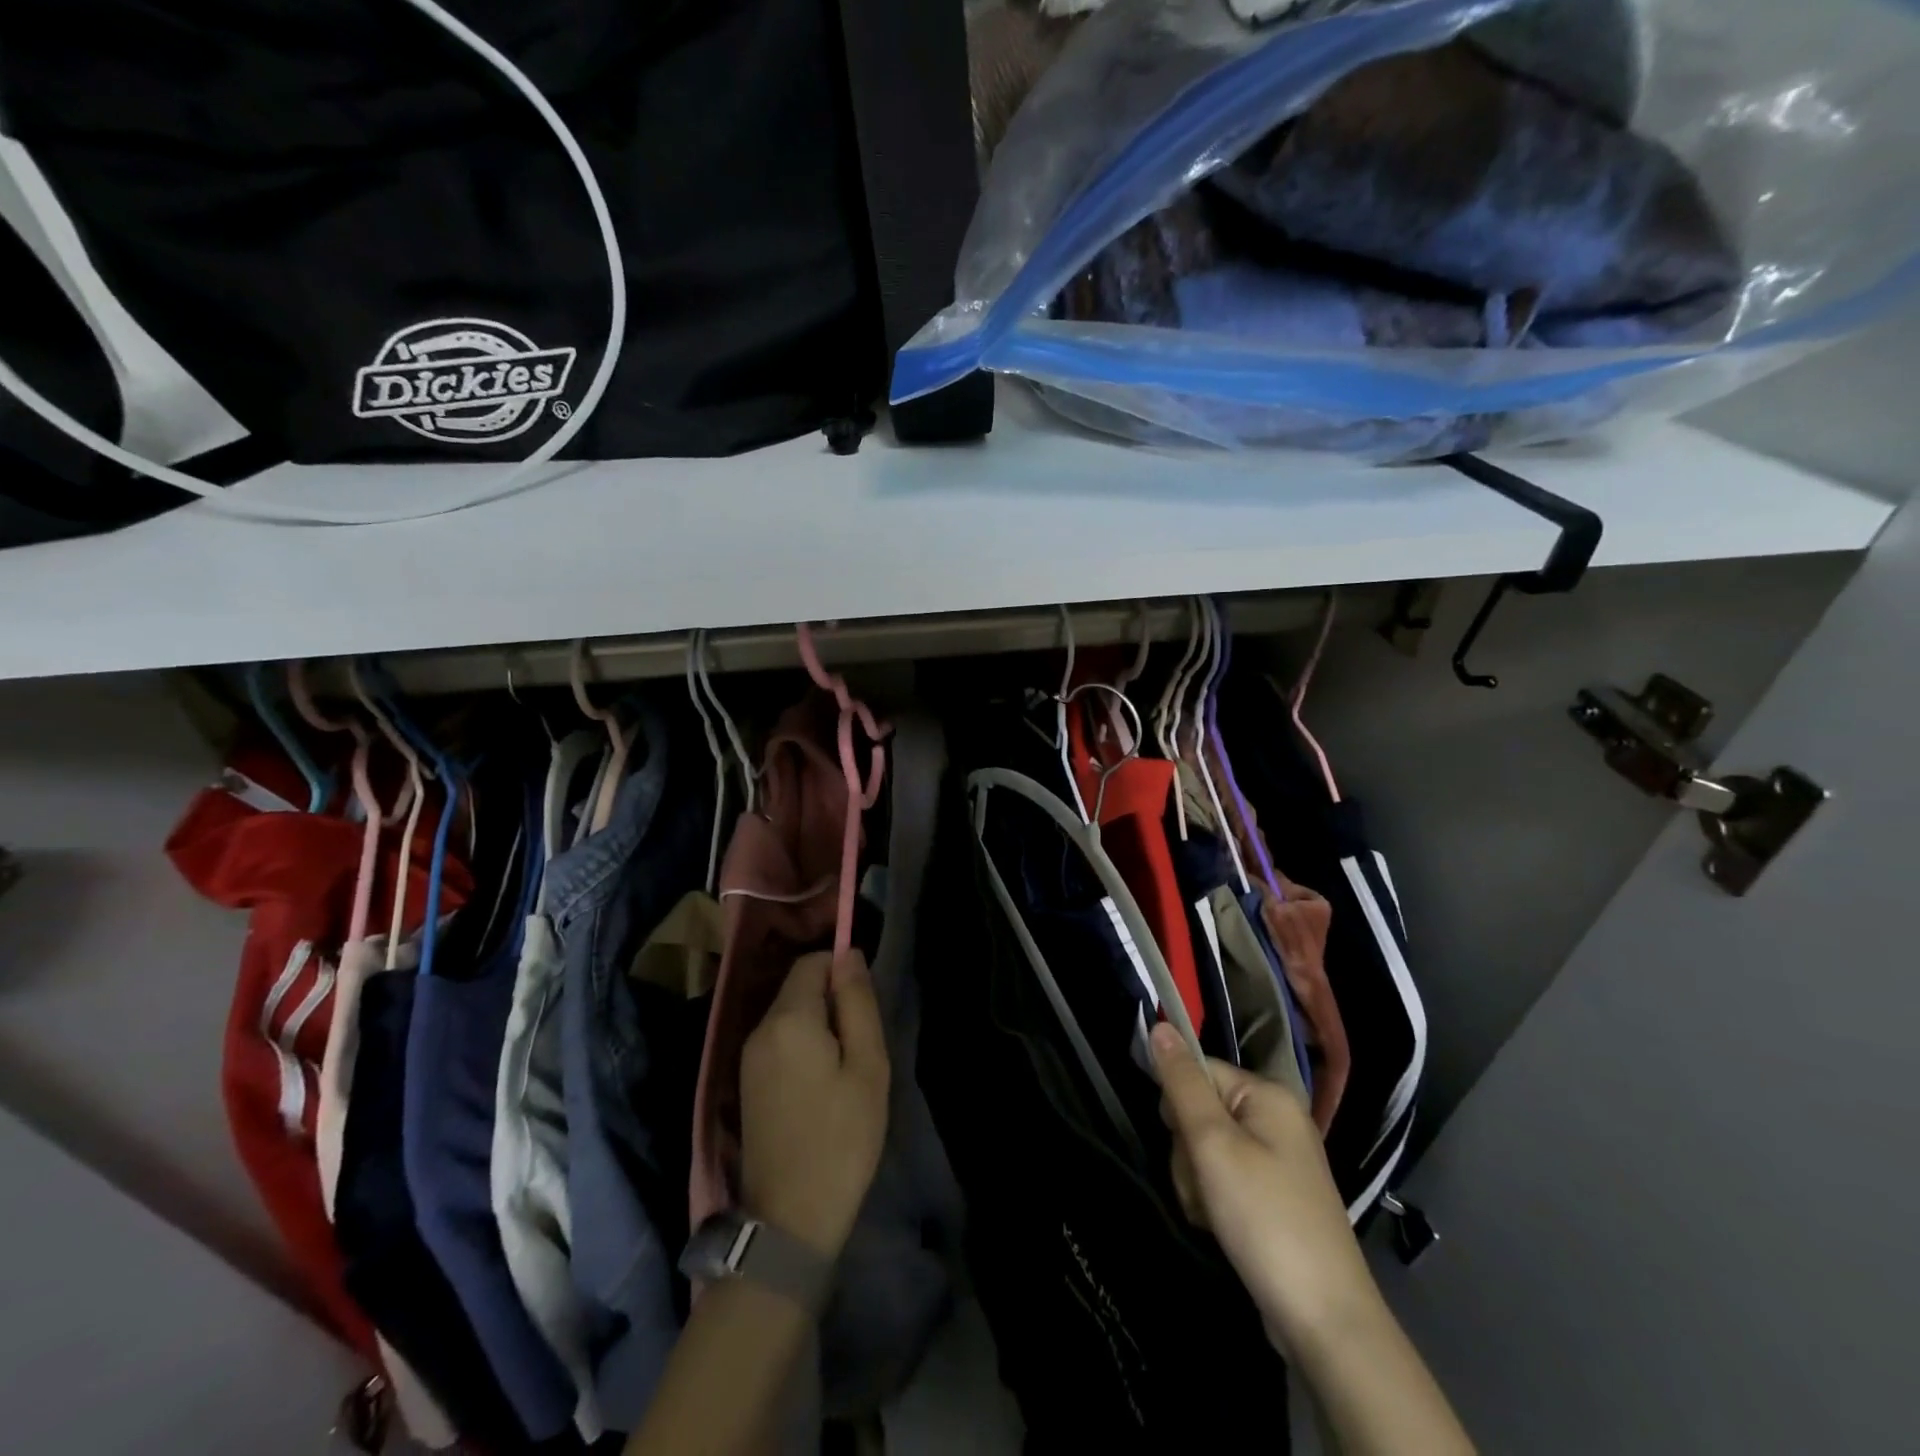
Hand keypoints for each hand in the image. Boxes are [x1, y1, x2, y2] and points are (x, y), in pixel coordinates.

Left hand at [740, 949, 890, 1257]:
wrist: (789, 1220)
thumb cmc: (841, 1139)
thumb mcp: (867, 1067)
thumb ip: (858, 1003)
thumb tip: (849, 955)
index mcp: (788, 1019)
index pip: (812, 962)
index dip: (842, 969)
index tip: (866, 1006)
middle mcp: (760, 1029)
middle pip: (798, 986)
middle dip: (832, 999)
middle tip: (862, 1044)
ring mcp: (748, 1057)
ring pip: (789, 1014)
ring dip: (820, 1024)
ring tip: (846, 1068)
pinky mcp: (746, 1082)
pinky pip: (779, 1040)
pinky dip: (803, 1045)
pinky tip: (822, 1085)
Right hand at [1150, 1021, 1376, 1351]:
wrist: (1325, 1322)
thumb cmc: (1265, 1218)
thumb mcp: (1213, 1144)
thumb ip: (1182, 1083)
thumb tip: (1160, 1024)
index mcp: (1268, 1095)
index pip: (1199, 1070)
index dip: (1178, 1105)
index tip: (1184, 1144)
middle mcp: (1276, 1119)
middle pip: (1200, 1110)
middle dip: (1188, 1150)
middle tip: (1204, 1185)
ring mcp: (1278, 1160)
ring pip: (1206, 1149)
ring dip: (1197, 1181)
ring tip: (1214, 1215)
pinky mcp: (1273, 1196)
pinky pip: (1224, 1179)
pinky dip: (1214, 1201)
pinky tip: (1222, 1228)